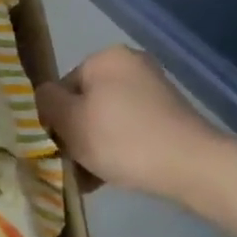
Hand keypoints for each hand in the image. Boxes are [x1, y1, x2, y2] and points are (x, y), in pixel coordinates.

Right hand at [35, 45, 222, 199]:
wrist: (191, 166)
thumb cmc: (121, 139)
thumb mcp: (69, 121)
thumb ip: (46, 103)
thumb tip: (45, 96)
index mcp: (105, 58)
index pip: (62, 87)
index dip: (55, 119)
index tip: (59, 147)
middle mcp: (131, 65)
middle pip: (85, 103)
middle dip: (77, 134)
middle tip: (73, 165)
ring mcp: (154, 90)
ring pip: (107, 120)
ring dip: (95, 146)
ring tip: (91, 178)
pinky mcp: (170, 115)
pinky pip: (130, 130)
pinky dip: (119, 149)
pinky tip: (112, 176)